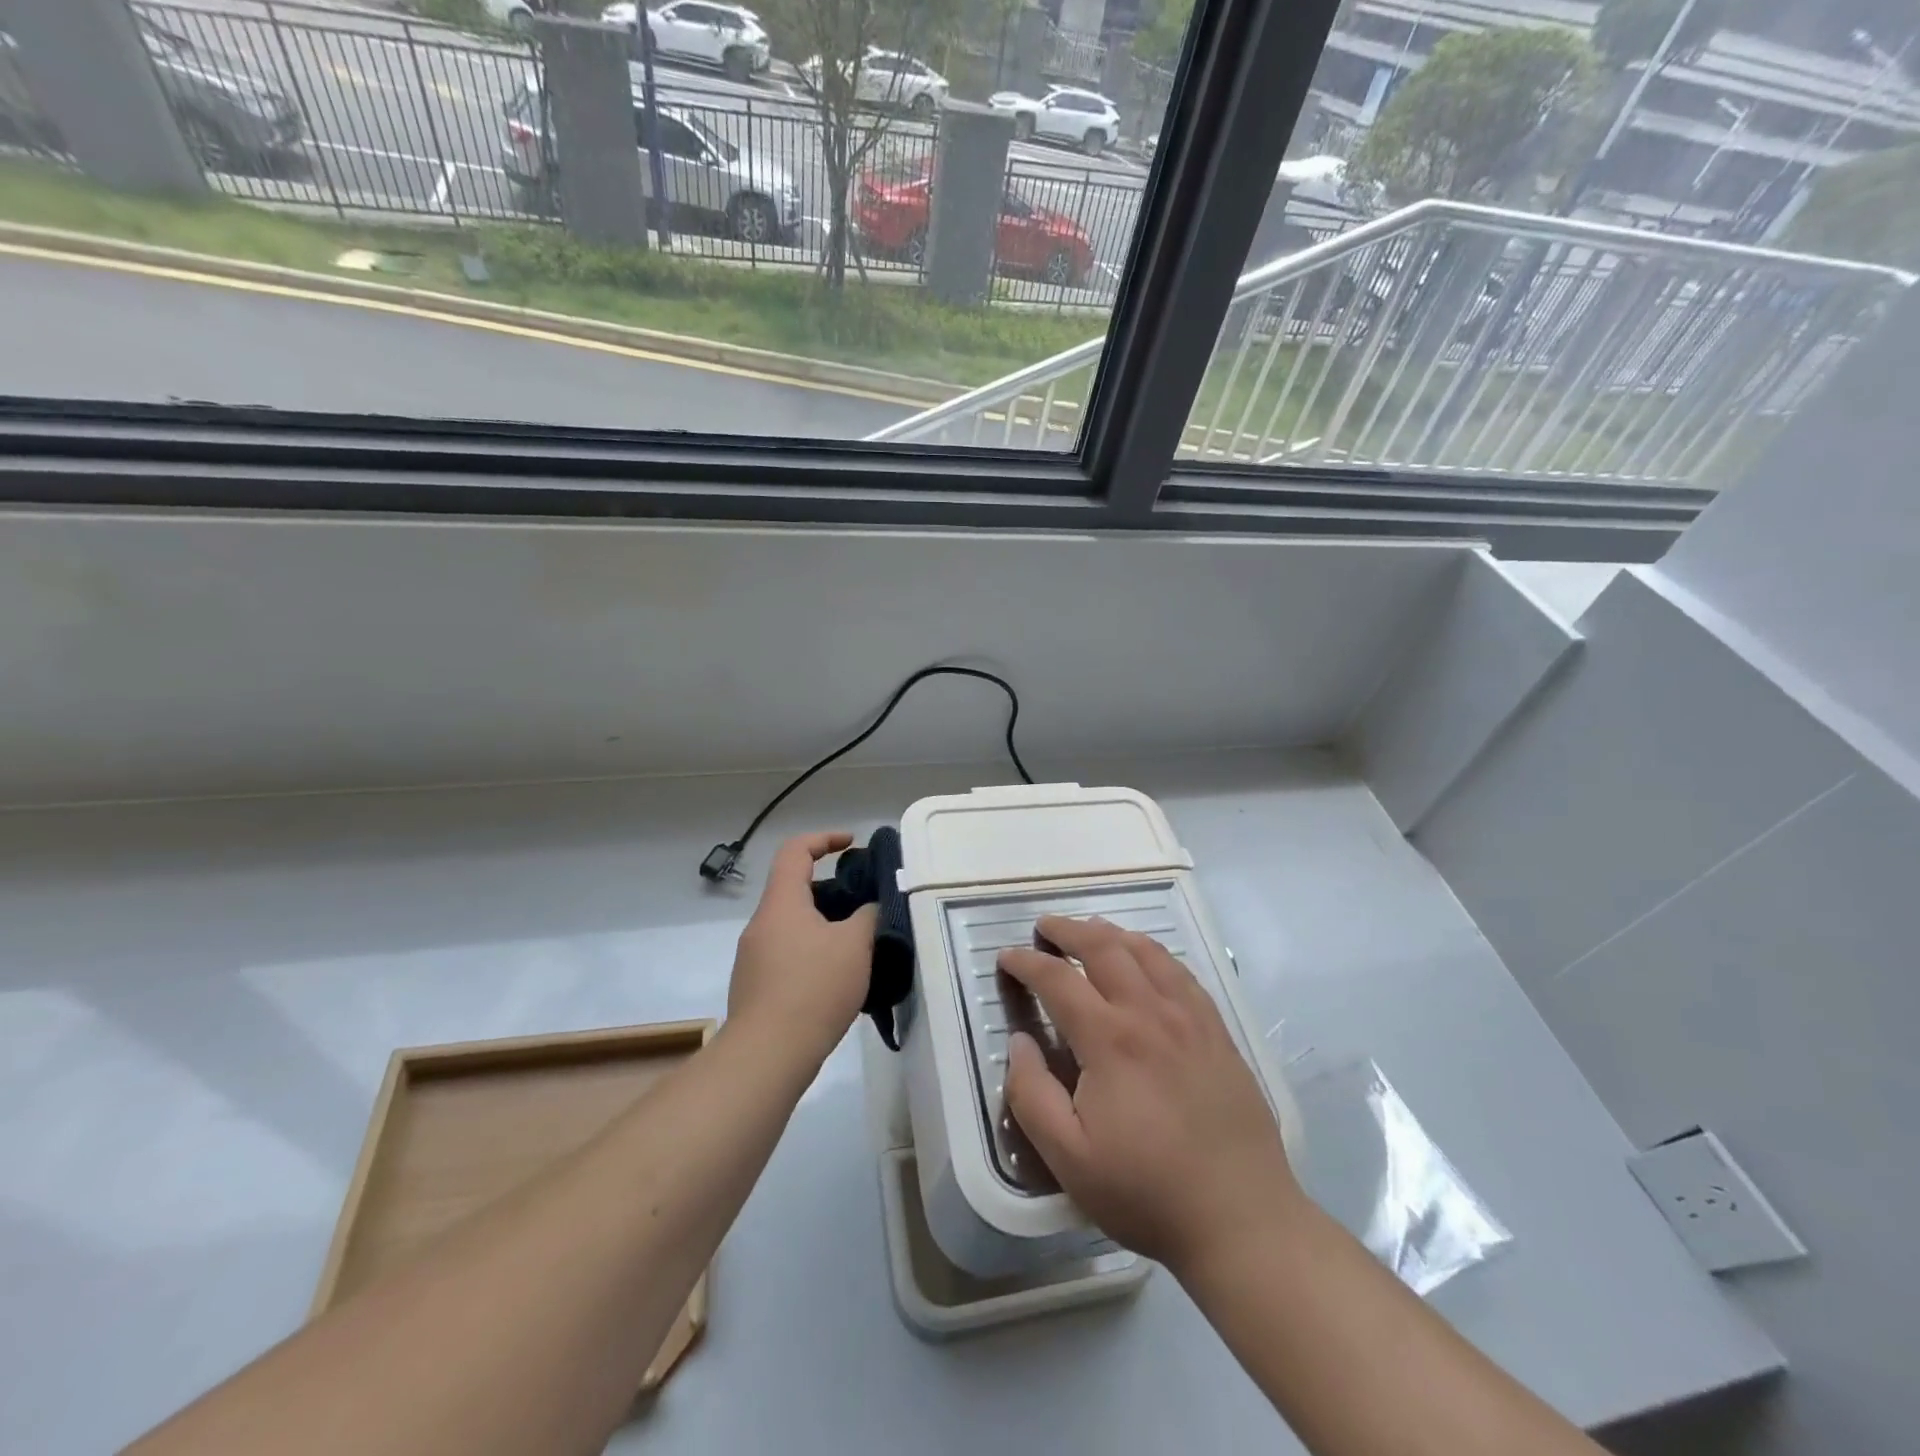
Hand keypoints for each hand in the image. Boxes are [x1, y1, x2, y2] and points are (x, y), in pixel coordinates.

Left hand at [728, 832, 876, 1057]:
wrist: (767, 1055)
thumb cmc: (813, 988)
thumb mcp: (855, 945)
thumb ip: (868, 916)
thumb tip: (870, 909)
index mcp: (782, 903)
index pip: (795, 851)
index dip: (824, 839)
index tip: (852, 844)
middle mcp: (761, 924)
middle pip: (795, 890)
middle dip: (832, 890)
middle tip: (866, 904)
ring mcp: (753, 957)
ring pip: (793, 926)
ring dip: (825, 925)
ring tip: (859, 945)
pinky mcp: (755, 987)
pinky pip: (788, 955)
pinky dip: (813, 953)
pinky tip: (838, 979)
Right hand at [997, 916, 1302, 1275]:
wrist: (1242, 1219)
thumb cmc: (1147, 1191)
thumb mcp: (1069, 1158)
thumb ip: (1032, 1095)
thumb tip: (1019, 1042)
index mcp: (1109, 1039)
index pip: (1058, 979)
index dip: (1026, 963)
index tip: (1006, 957)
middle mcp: (1149, 1012)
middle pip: (1104, 947)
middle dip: (1068, 930)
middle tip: (1045, 927)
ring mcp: (1190, 1017)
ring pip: (1146, 951)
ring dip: (1111, 932)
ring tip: (1090, 930)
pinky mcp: (1218, 1030)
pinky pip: (1181, 972)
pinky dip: (1153, 952)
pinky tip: (1146, 959)